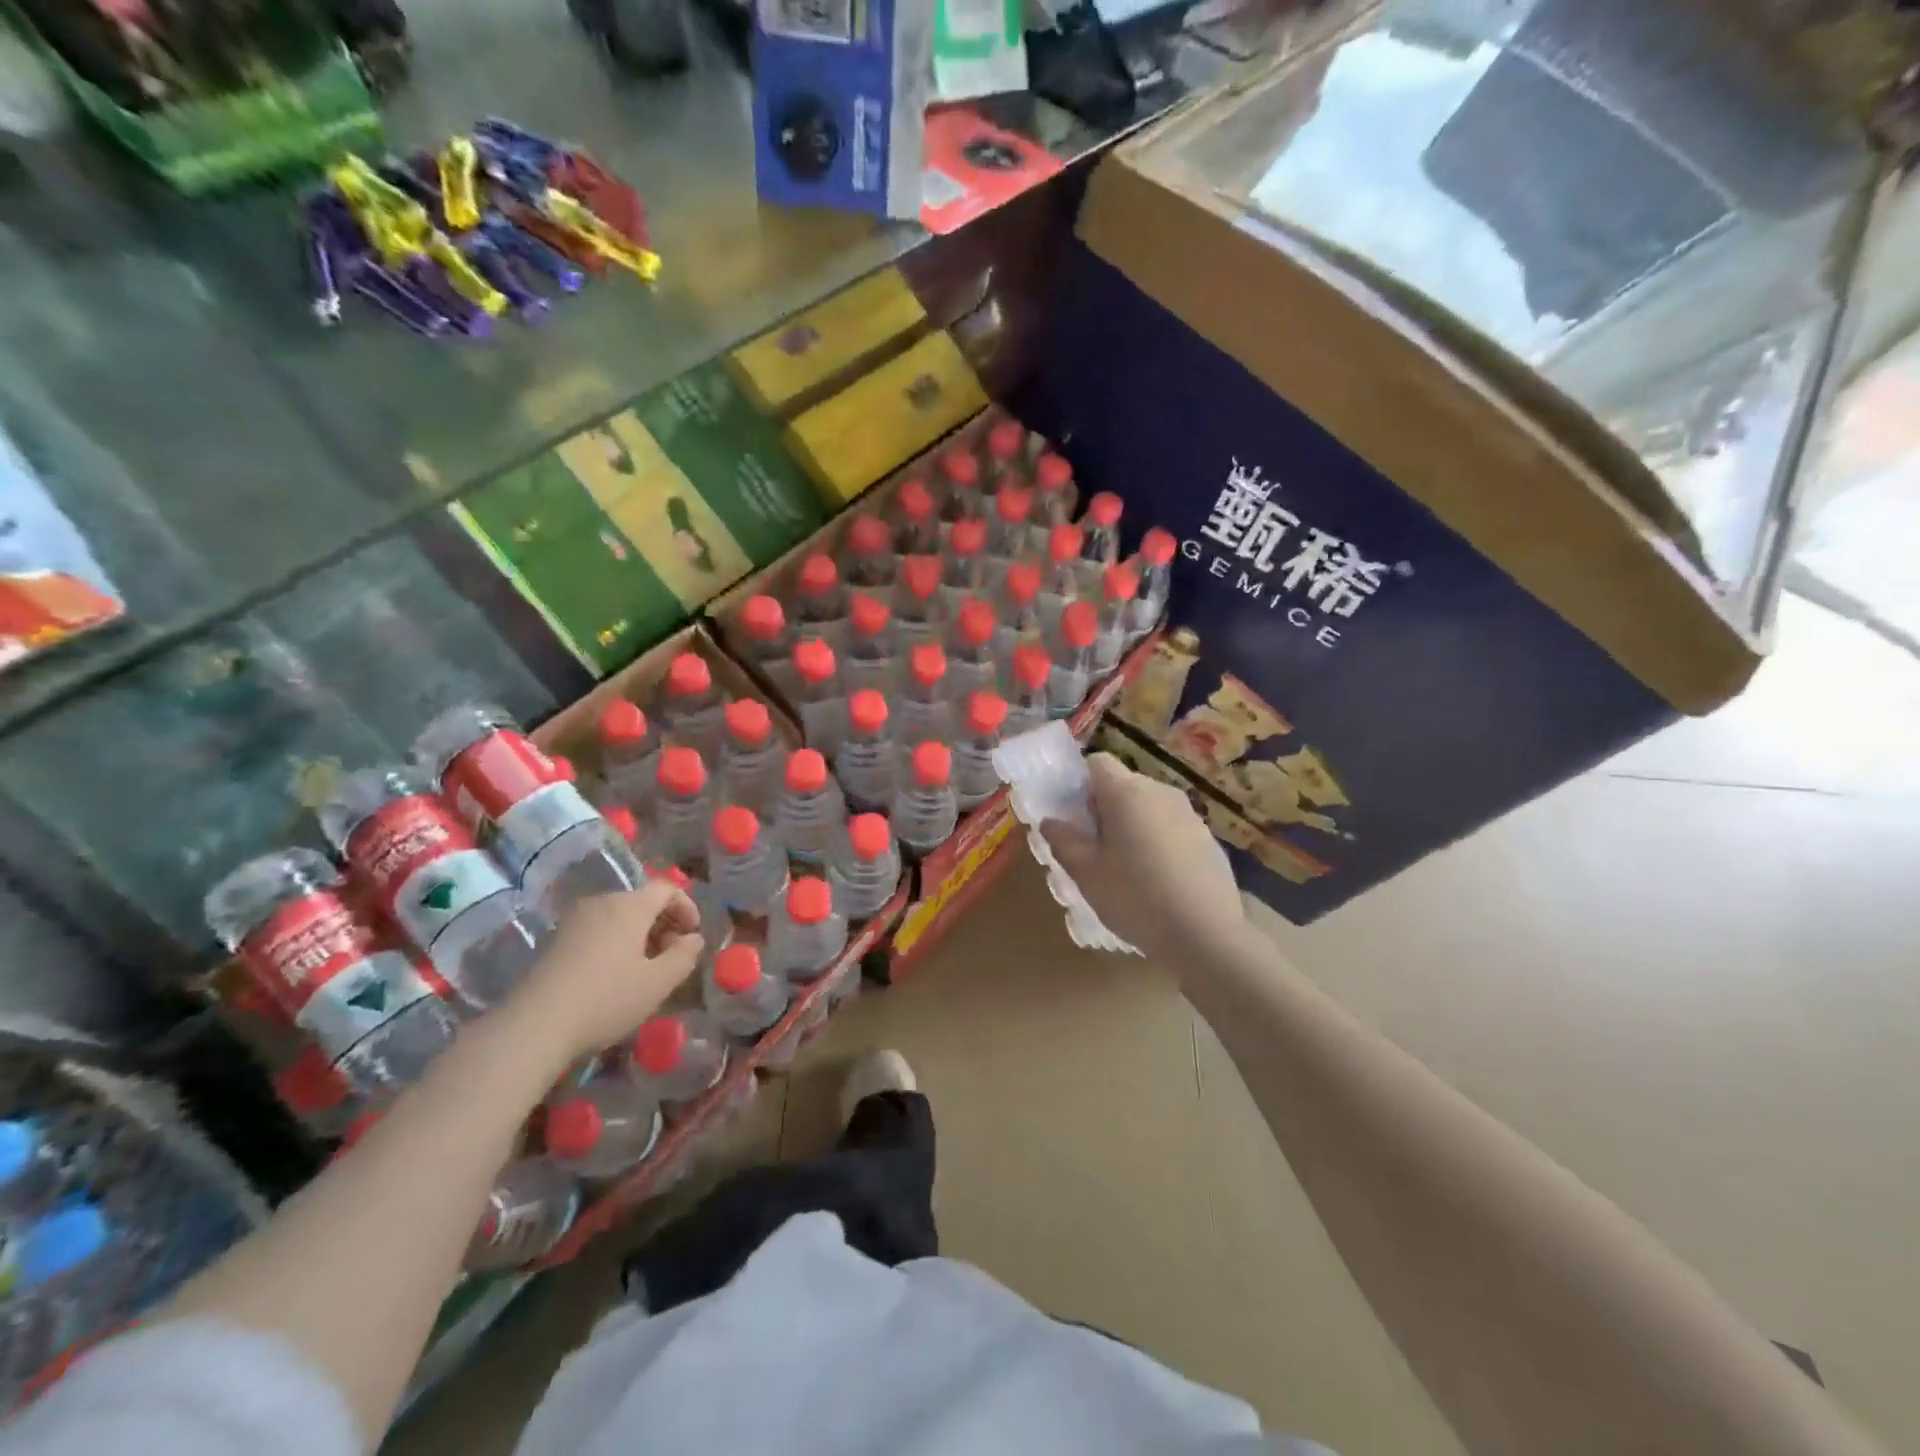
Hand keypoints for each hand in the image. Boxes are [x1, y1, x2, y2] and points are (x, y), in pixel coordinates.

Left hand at [499, 881, 703, 1065]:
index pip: (667, 889)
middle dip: (663, 924)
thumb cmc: (606, 999)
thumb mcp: (659, 982)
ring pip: (618, 916)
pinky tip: (613, 976)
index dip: (687, 908)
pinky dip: (614, 943)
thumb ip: (685, 955)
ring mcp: (573, 920)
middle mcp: (601, 902)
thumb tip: (692, 939)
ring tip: (644, 969)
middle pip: (641, 901)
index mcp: (629, 905)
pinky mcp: (554, 940)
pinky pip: (596, 930)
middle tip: (672, 957)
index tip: (692, 937)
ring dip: (639, 935)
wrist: (533, 1027)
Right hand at [1040, 753, 1243, 968]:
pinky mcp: (1209, 839)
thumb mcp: (1086, 874)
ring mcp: (1190, 815)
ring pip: (1149, 807)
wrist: (1206, 935)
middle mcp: (1161, 792)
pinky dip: (1158, 843)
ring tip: (1125, 868)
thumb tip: (1050, 821)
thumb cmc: (1135, 898)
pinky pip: (1172, 828)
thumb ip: (1063, 841)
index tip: (1072, 815)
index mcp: (1127, 793)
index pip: (1097, 762)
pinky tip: (1157, 882)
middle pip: (1124, 784)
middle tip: (1092, 846)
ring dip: (1132, 825)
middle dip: (1104, 807)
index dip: (1079, 783)